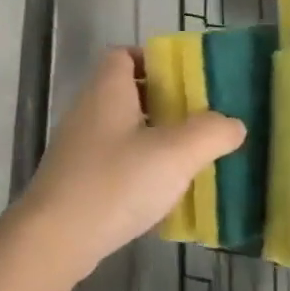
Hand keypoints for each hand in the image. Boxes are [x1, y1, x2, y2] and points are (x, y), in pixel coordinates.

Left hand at [16, 48, 244, 283]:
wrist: (56, 235)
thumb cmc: (116, 182)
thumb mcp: (174, 154)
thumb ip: (209, 133)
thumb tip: (232, 123)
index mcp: (107, 89)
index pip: (124, 54)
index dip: (154, 60)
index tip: (187, 80)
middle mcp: (88, 108)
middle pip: (127, 91)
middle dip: (163, 102)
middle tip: (199, 121)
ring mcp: (79, 143)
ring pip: (122, 127)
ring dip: (153, 136)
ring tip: (188, 157)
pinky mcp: (77, 176)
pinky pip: (114, 157)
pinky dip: (137, 164)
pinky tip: (160, 190)